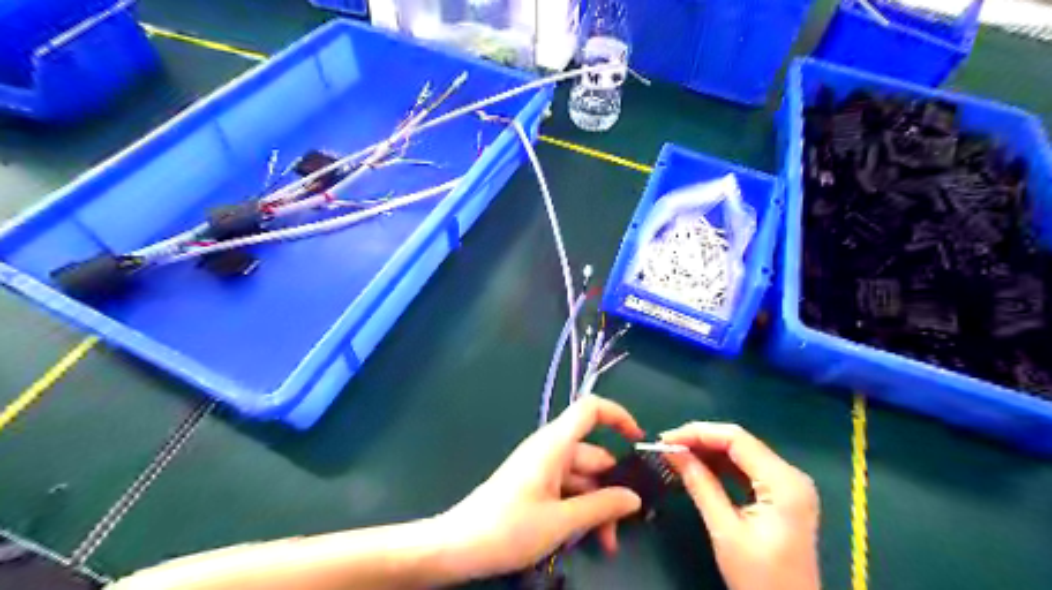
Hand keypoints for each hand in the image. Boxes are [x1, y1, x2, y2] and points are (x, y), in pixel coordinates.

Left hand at [440, 393, 646, 578]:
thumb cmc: (509, 528)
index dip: (618, 416)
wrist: (459, 546)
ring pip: (583, 478)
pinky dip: (580, 509)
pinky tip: (587, 539)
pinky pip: (567, 489)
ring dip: (598, 506)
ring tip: (606, 544)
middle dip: (612, 487)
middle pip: (593, 455)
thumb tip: (634, 498)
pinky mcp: (535, 485)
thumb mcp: (561, 521)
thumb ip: (601, 507)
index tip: (639, 441)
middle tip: (626, 524)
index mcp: (554, 444)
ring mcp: (542, 468)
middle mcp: (550, 450)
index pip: (590, 409)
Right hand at [655, 421, 820, 588]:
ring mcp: (788, 484)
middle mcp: (791, 475)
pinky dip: (720, 465)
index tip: (665, 439)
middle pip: (739, 442)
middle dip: (700, 440)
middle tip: (665, 446)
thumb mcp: (725, 531)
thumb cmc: (760, 579)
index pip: (736, 439)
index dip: (697, 433)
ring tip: (675, 454)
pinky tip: (697, 466)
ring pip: (741, 453)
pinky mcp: (781, 494)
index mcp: (784, 482)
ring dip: (707, 451)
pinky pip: (746, 468)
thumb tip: (672, 451)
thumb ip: (700, 485)